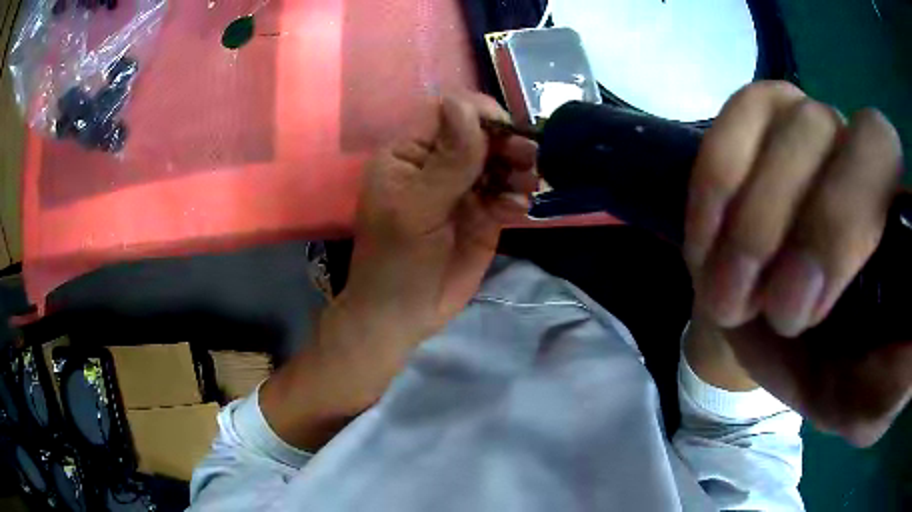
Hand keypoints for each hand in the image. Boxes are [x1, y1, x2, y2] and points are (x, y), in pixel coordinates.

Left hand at [342, 93, 537, 345]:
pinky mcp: (484, 215)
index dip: (479, 115)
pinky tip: (515, 212)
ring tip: (525, 185)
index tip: (506, 129)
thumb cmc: (396, 260)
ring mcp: (463, 189)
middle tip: (528, 158)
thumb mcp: (417, 208)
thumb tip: (462, 102)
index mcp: (409, 153)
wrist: (404, 315)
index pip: (449, 114)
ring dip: (518, 168)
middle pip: (481, 135)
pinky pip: (508, 194)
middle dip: (507, 143)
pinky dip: (516, 197)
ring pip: (500, 162)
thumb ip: (447, 159)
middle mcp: (438, 164)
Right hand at [685, 81, 909, 444]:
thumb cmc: (827, 370)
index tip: (809, 308)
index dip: (853, 222)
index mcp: (899, 224)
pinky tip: (708, 235)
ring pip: (797, 123)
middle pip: (854, 137)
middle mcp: (867, 158)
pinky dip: (720, 171)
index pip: (896, 172)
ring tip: (729, 292)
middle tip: (775, 310)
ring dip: (756, 217)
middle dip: (813, 225)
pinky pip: (742, 110)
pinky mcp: (765, 116)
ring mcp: (817, 125)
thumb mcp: (864, 401)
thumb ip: (896, 382)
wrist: (770, 334)